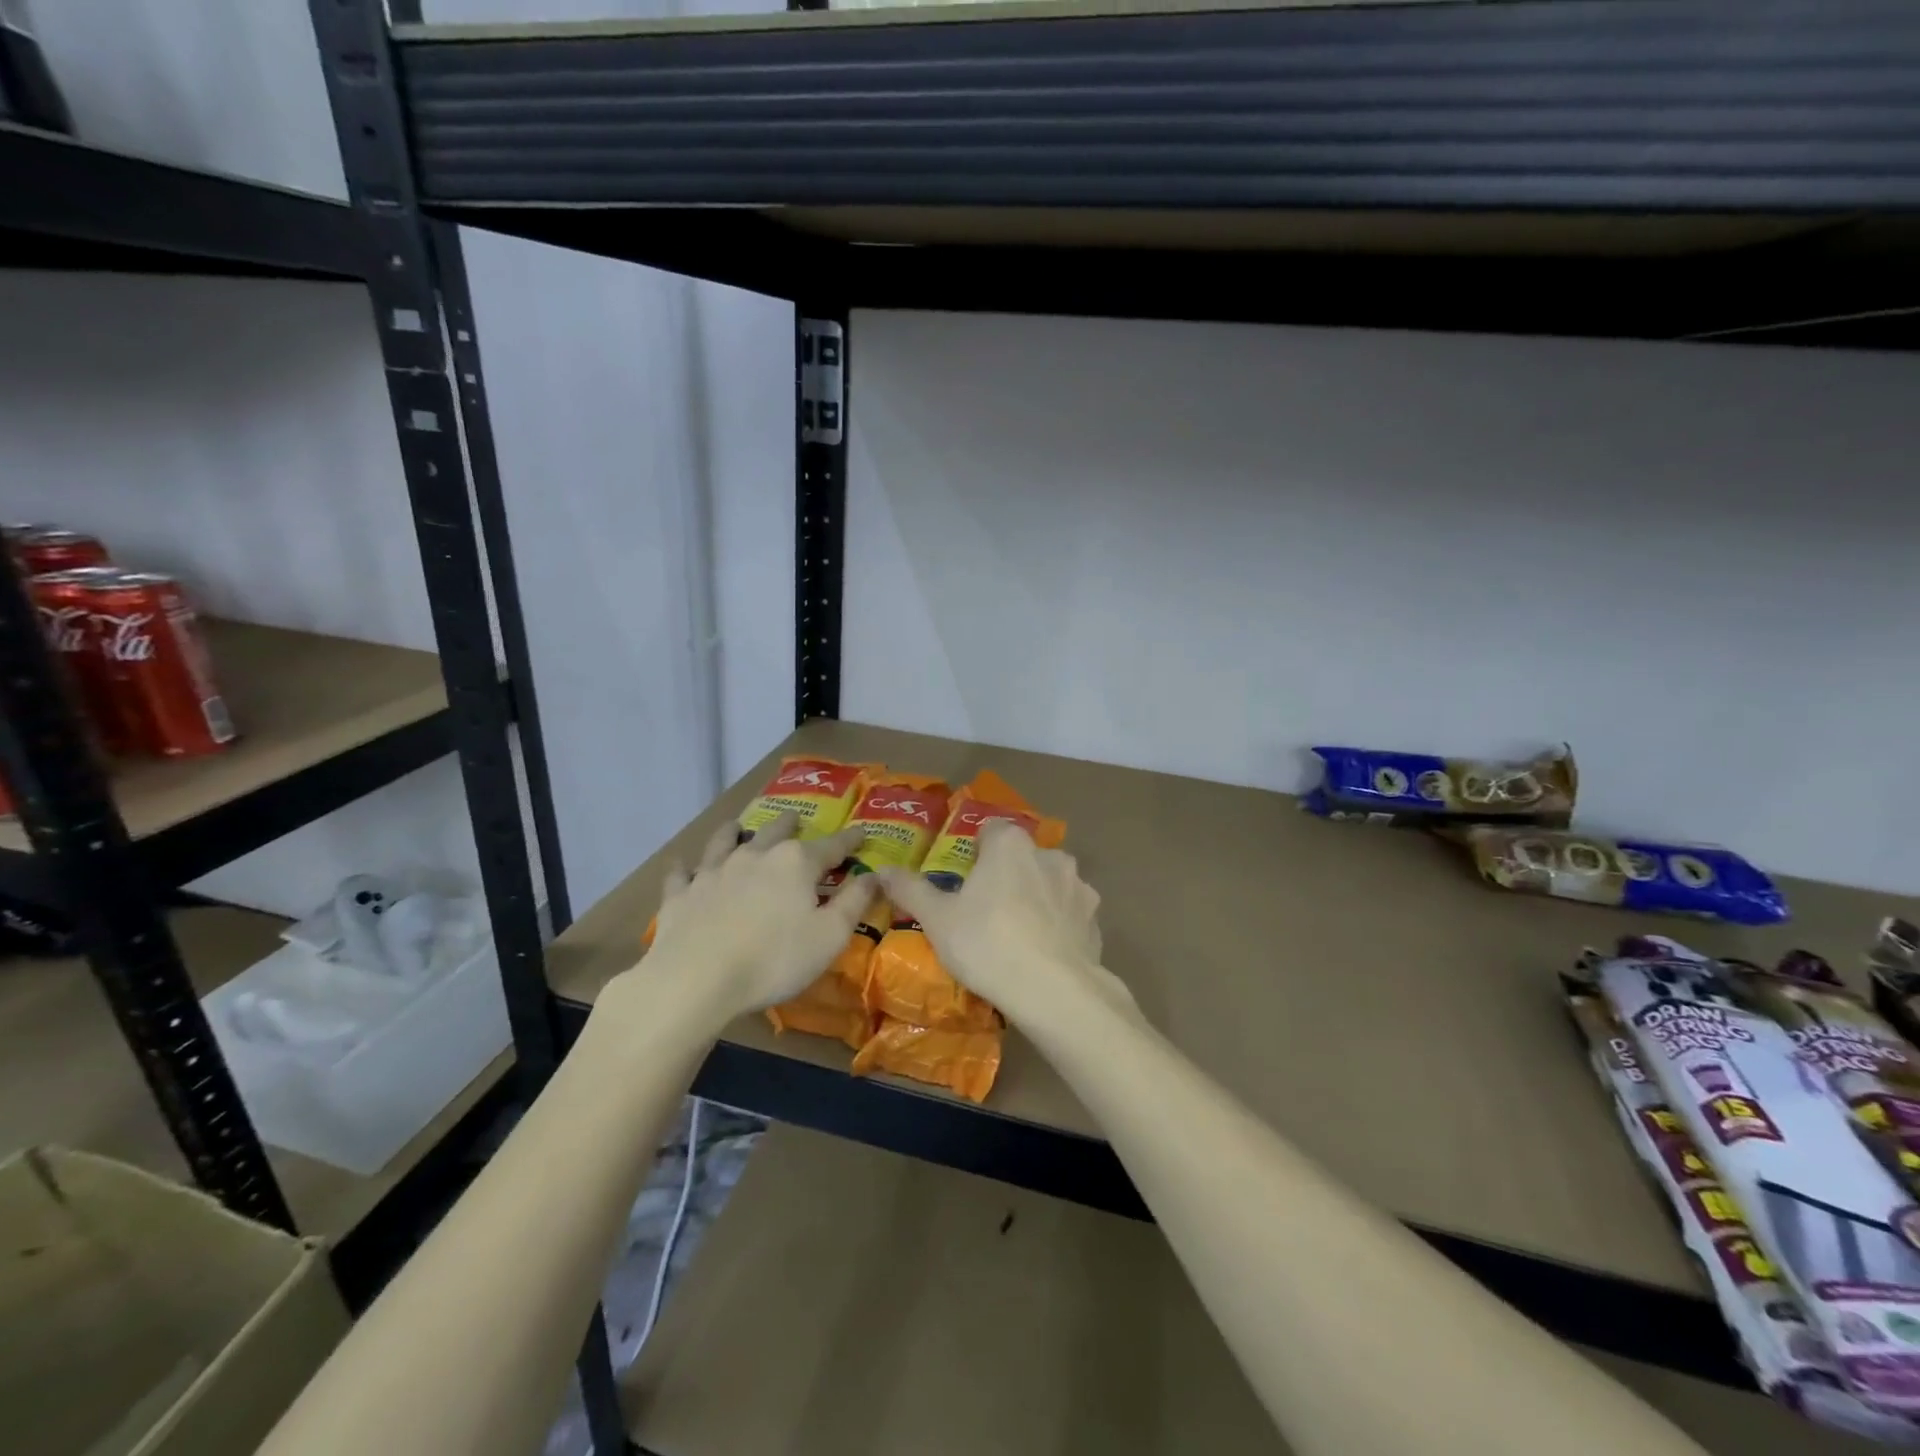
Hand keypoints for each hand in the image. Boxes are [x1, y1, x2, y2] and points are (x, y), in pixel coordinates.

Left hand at [646, 812, 875, 1016]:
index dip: (849, 841)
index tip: (861, 833)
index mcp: (795, 863)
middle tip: (795, 817)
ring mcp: (713, 872)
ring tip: (737, 826)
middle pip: (775, 832)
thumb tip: (875, 874)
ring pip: (724, 842)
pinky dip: (684, 868)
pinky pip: (682, 874)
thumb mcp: (830, 936)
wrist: (696, 979)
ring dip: (734, 832)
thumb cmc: (775, 959)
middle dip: (789, 824)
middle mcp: (755, 856)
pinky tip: (682, 866)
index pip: (831, 846)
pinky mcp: (681, 895)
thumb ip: (854, 902)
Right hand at [878, 820, 1132, 1027]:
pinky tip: (1043, 953)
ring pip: (1049, 883)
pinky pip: (1069, 913)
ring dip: (1036, 898)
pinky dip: (1057, 924)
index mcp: (1010, 845)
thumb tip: (882, 870)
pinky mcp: (1095, 919)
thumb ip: (910, 889)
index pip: (991, 830)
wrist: (1054, 991)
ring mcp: (1078, 887)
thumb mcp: (938, 919)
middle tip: (986, 910)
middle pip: (1022, 856)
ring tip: (1017, 934)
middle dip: (1007, 875)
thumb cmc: (987, 943)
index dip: (976, 851)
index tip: (965, 879)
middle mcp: (1049, 855)